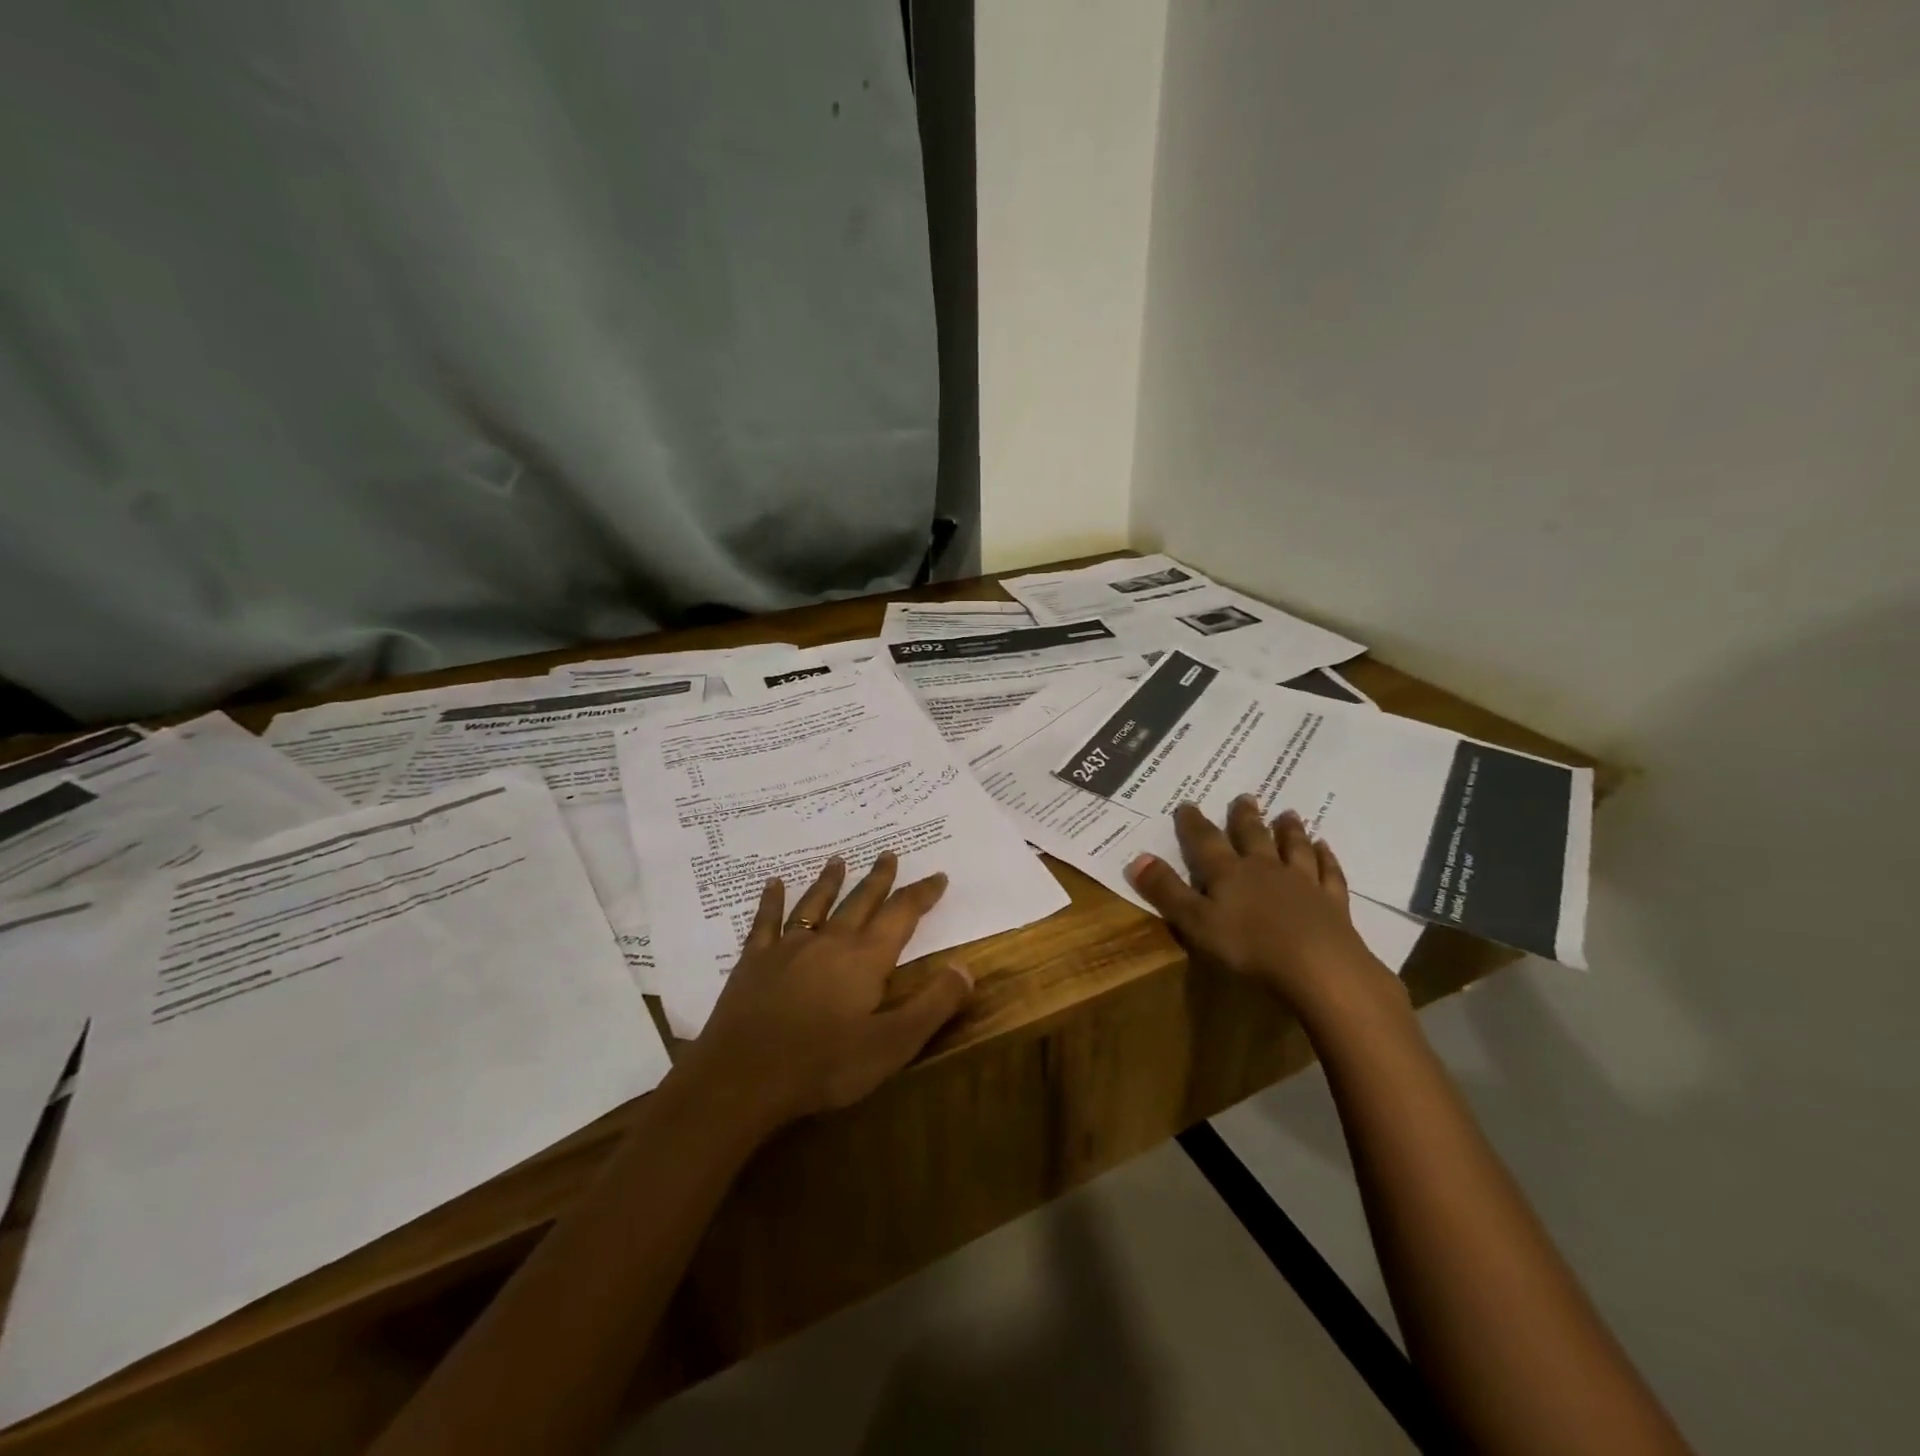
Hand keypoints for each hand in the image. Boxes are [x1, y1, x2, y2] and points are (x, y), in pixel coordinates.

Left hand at [675, 852, 973, 1132]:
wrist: (744, 1078)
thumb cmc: (825, 1064)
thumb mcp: (893, 1044)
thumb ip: (934, 1005)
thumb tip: (966, 968)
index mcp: (866, 959)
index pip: (902, 915)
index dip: (921, 894)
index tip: (937, 875)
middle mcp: (830, 941)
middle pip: (860, 901)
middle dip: (879, 878)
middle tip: (889, 854)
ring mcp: (788, 948)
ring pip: (815, 904)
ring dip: (830, 881)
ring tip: (838, 860)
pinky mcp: (754, 961)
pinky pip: (766, 922)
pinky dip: (771, 901)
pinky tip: (773, 884)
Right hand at [1125, 797, 1401, 1017]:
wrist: (1318, 966)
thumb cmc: (1248, 947)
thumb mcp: (1195, 922)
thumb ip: (1166, 891)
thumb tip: (1137, 858)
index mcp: (1228, 873)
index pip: (1205, 841)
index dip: (1193, 823)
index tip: (1186, 804)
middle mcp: (1264, 868)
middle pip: (1253, 836)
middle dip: (1244, 817)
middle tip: (1245, 797)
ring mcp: (1301, 882)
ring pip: (1293, 848)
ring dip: (1289, 830)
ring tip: (1288, 813)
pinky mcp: (1331, 902)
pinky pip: (1328, 872)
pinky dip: (1326, 858)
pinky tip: (1325, 848)